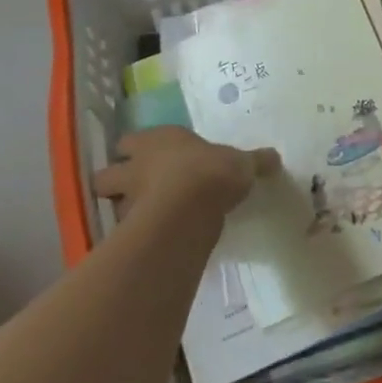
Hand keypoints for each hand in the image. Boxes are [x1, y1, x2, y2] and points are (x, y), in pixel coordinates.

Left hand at [92, 128, 278, 233]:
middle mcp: (135, 167)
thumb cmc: (212, 171)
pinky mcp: (129, 230)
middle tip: (135, 190)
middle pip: (106, 173)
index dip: (134, 150)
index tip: (146, 157)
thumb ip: (254, 161)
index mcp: (158, 141)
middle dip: (115, 181)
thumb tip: (275, 158)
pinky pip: (123, 234)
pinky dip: (132, 237)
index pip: (129, 141)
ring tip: (142, 220)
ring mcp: (128, 199)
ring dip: (122, 210)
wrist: (191, 207)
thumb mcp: (241, 163)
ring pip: (110, 204)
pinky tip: (149, 242)